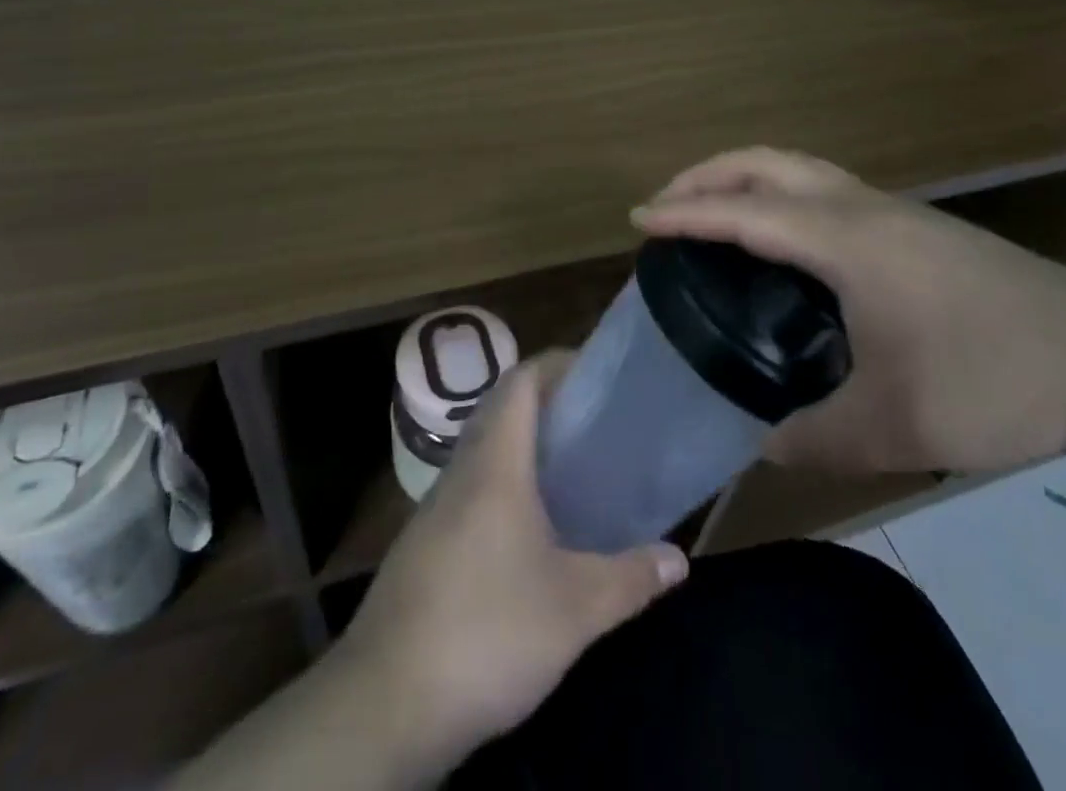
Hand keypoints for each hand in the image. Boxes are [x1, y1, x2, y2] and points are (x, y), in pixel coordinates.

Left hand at [332, 354, 687, 768]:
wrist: (386, 702)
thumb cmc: (488, 632)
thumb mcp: (574, 609)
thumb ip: (630, 579)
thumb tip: (679, 560)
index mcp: (495, 464)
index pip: (520, 382)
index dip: (555, 364)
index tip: (594, 370)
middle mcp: (461, 471)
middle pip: (500, 410)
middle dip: (546, 403)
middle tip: (593, 419)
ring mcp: (435, 507)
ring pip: (483, 451)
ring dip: (522, 446)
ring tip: (570, 468)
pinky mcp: (423, 544)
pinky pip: (469, 489)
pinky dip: (502, 484)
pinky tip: (528, 528)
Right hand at [631, 147, 1065, 474]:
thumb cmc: (997, 380)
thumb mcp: (898, 426)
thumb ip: (815, 436)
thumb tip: (756, 440)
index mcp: (848, 241)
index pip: (748, 213)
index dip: (688, 213)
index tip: (638, 220)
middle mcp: (862, 207)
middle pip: (768, 163)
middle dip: (707, 174)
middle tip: (665, 207)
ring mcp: (891, 209)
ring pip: (798, 166)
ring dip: (744, 176)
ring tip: (709, 212)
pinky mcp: (912, 224)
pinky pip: (822, 186)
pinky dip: (778, 192)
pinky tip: (779, 239)